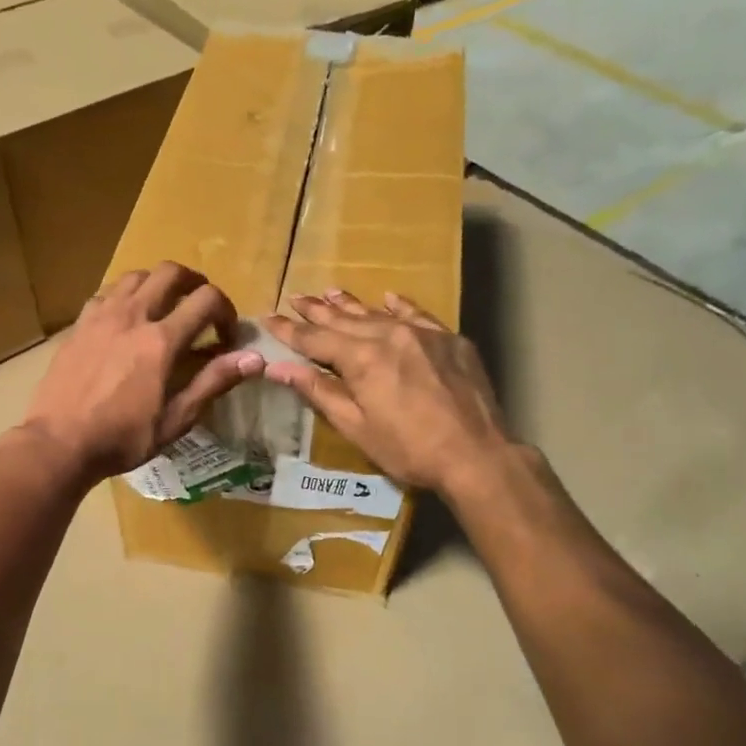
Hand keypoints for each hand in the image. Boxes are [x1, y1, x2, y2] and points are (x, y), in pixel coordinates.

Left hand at [20, 262, 264, 485]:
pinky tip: (127, 320)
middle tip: (201, 309)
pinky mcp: (79, 323)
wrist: (59, 442)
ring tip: (165, 309)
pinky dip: (126, 295)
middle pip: (172, 272)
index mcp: (161, 340)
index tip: (226, 337)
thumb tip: (255, 359)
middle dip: (195, 284)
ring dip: (159, 284)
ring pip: (137, 275)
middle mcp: (133, 315)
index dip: (227, 312)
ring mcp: (102, 315)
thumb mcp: (175, 419)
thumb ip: (214, 382)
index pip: (207, 299)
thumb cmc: (122, 438)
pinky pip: (108, 292)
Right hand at [265, 290, 514, 500]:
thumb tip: (278, 368)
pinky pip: (418, 314)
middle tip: (295, 297)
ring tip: (329, 292)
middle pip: (344, 319)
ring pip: (378, 313)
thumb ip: (318, 391)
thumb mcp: (356, 427)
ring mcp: (423, 334)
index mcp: (361, 358)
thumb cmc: (409, 449)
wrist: (476, 454)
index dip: (289, 330)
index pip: (315, 339)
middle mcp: (389, 335)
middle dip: (316, 311)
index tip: (269, 317)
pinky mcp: (450, 340)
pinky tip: (388, 298)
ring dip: (351, 304)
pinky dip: (399, 306)